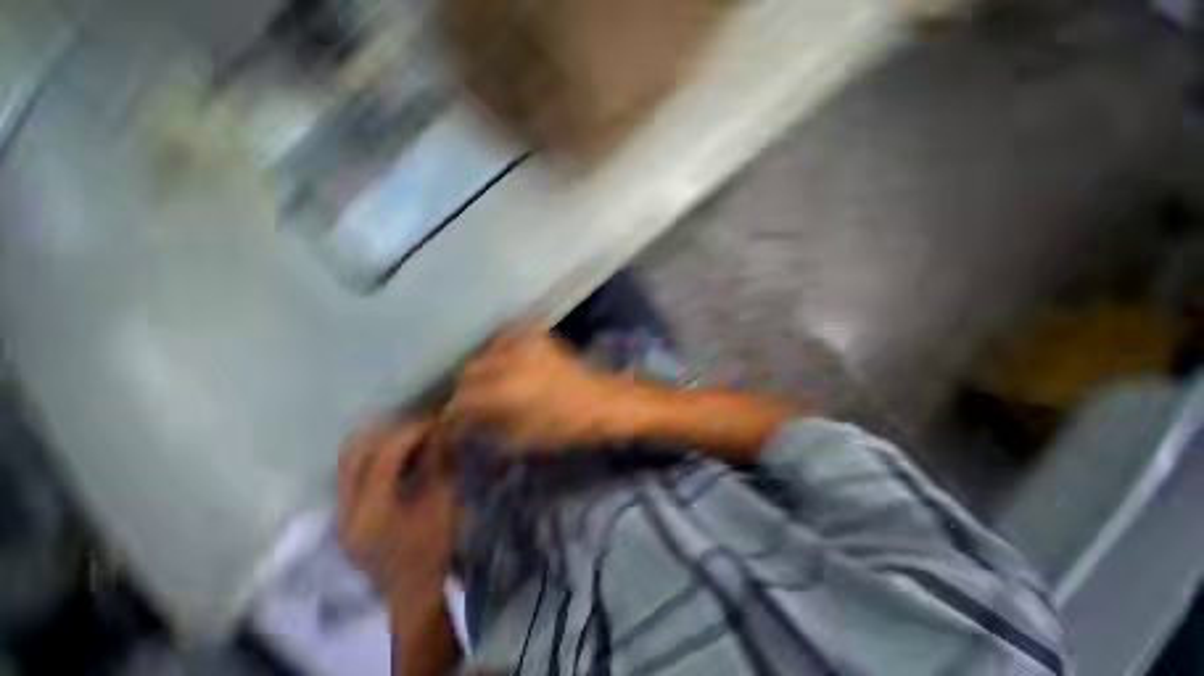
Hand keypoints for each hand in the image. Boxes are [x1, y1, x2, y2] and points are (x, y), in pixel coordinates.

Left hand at [338, 418, 456, 598]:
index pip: (384, 456)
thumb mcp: (442, 504)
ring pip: (347, 463)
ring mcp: (340, 515)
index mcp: (372, 513)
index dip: (411, 433)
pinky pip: (350, 475)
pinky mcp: (344, 517)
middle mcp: (346, 511)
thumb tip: (440, 433)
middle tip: (417, 428)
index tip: (433, 423)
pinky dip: (372, 460)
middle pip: (354, 454)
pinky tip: (396, 459)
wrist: (412, 591)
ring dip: (377, 444)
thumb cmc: (432, 550)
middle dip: (388, 433)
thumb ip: (437, 466)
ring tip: (407, 439)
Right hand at [445, 326, 631, 451]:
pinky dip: (500, 348)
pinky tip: (504, 361)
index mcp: (508, 389)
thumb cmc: (565, 425)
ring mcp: (527, 343)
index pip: (463, 397)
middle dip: (465, 388)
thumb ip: (488, 425)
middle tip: (469, 402)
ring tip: (487, 382)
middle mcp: (512, 360)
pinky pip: (508, 336)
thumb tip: (465, 419)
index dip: (453, 411)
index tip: (450, 420)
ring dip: (482, 368)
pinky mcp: (540, 335)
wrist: (600, 400)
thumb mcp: (523, 436)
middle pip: (470, 369)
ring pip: (486, 351)